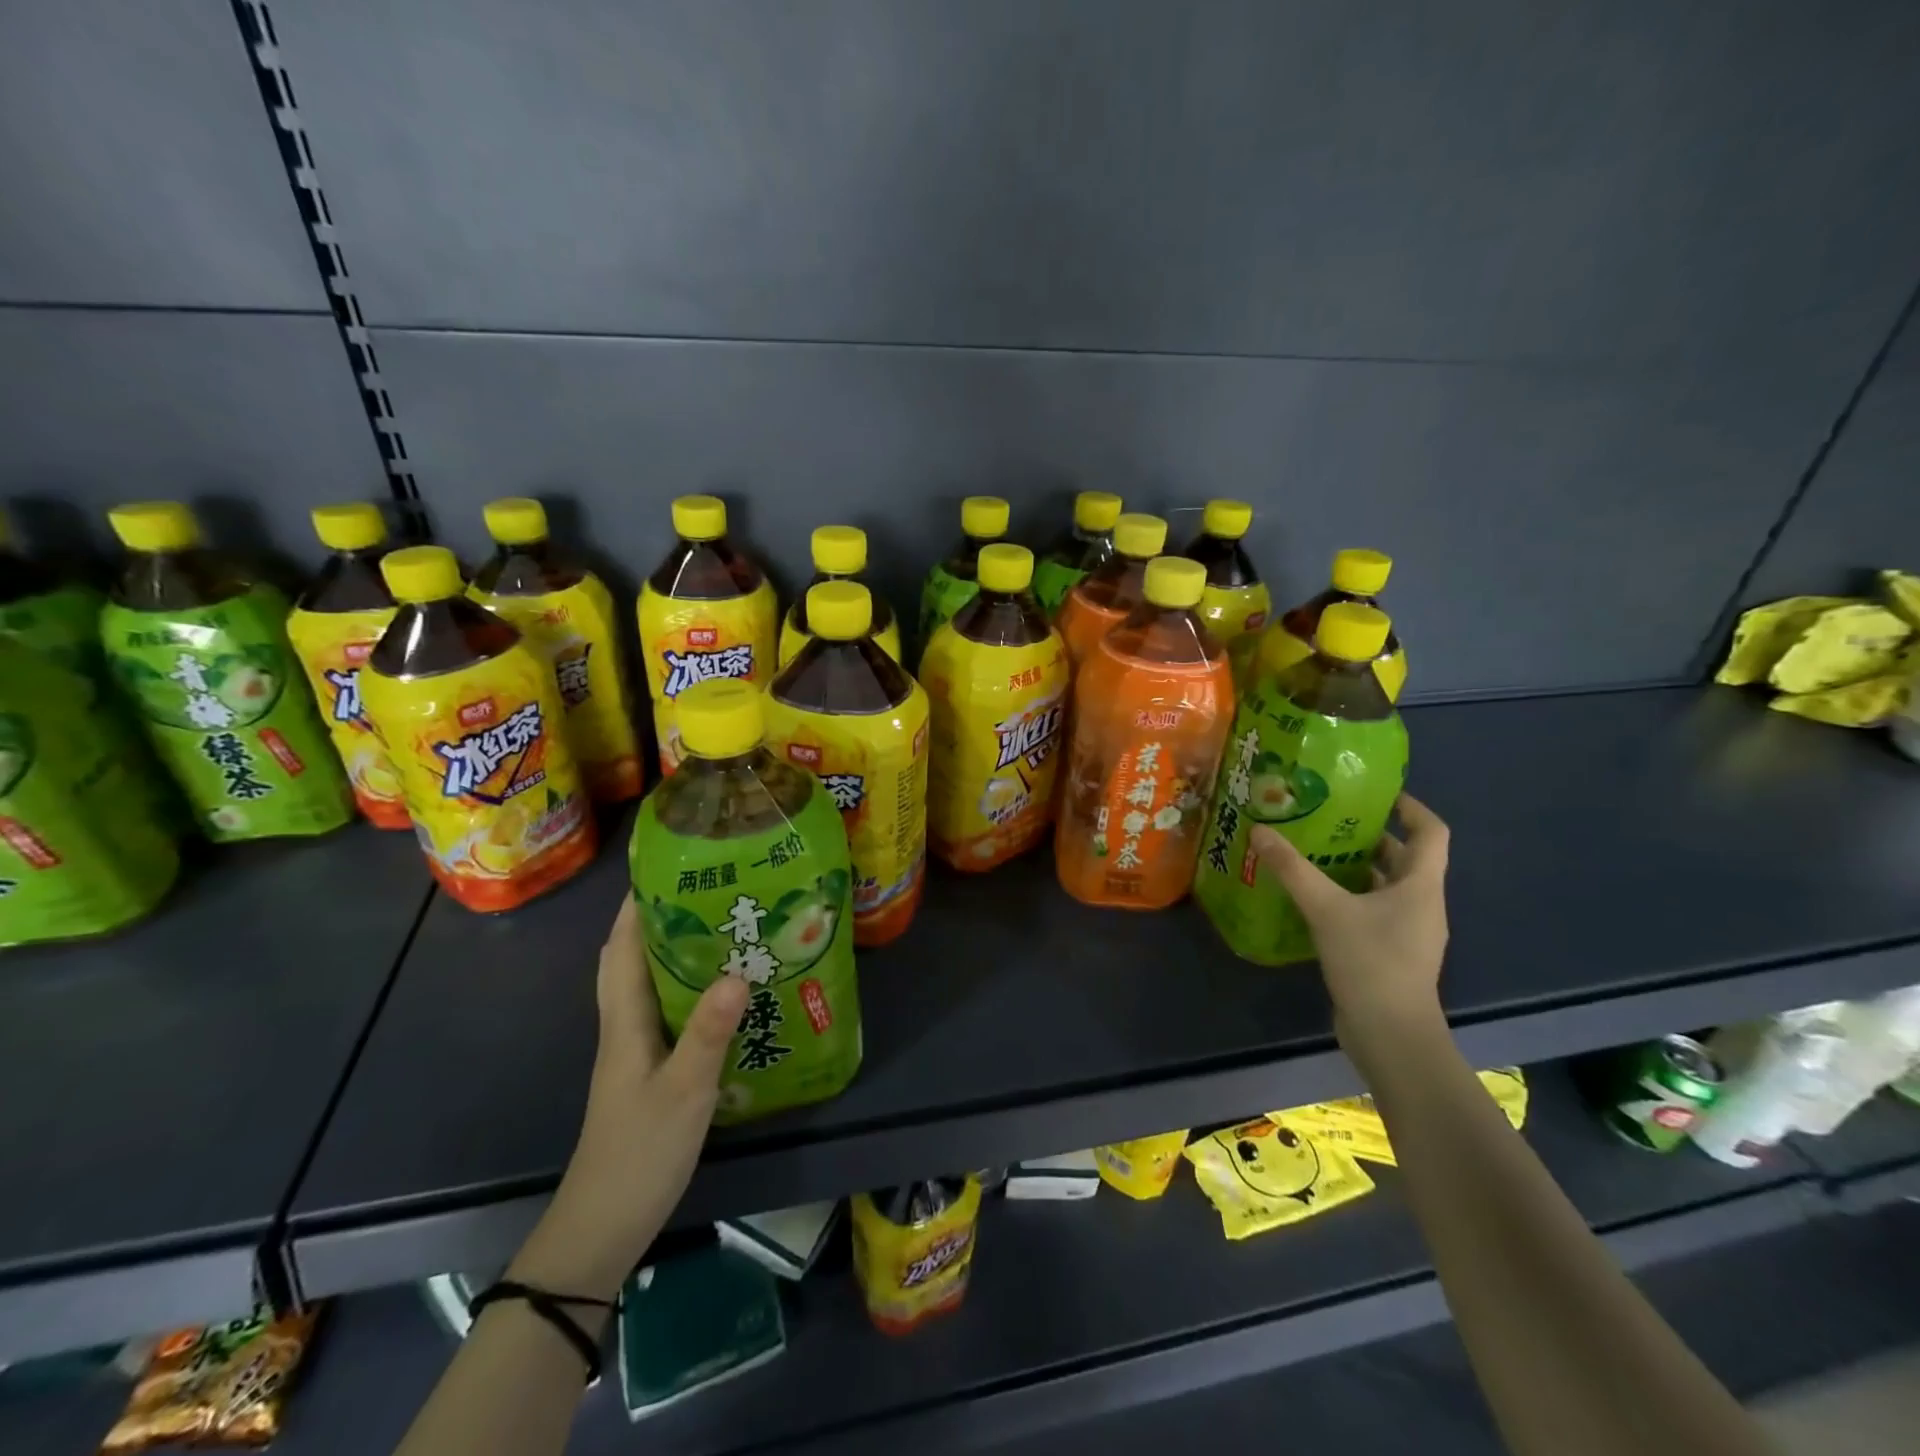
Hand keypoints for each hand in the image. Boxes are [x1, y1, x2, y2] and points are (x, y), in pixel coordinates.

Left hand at [507, 897, 747, 1300]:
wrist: (603, 1226)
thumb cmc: (639, 1152)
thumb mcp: (683, 1090)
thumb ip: (708, 1033)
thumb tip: (737, 972)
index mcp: (625, 1020)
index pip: (621, 948)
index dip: (636, 906)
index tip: (666, 866)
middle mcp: (626, 1026)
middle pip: (633, 959)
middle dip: (661, 919)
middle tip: (709, 891)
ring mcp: (636, 1050)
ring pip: (652, 985)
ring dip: (677, 952)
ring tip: (725, 928)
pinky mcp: (650, 1070)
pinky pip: (669, 1012)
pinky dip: (690, 989)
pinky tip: (726, 993)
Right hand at [1250, 793, 1450, 1054]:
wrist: (1391, 1035)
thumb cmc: (1371, 962)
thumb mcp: (1326, 909)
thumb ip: (1293, 869)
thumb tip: (1260, 830)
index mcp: (1421, 885)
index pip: (1431, 832)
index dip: (1410, 807)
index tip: (1377, 793)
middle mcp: (1422, 903)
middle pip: (1405, 858)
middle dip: (1370, 836)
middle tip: (1327, 819)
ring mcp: (1409, 932)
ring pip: (1386, 886)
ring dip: (1356, 868)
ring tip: (1313, 852)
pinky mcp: (1391, 953)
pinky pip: (1373, 912)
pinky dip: (1349, 897)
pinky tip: (1314, 899)